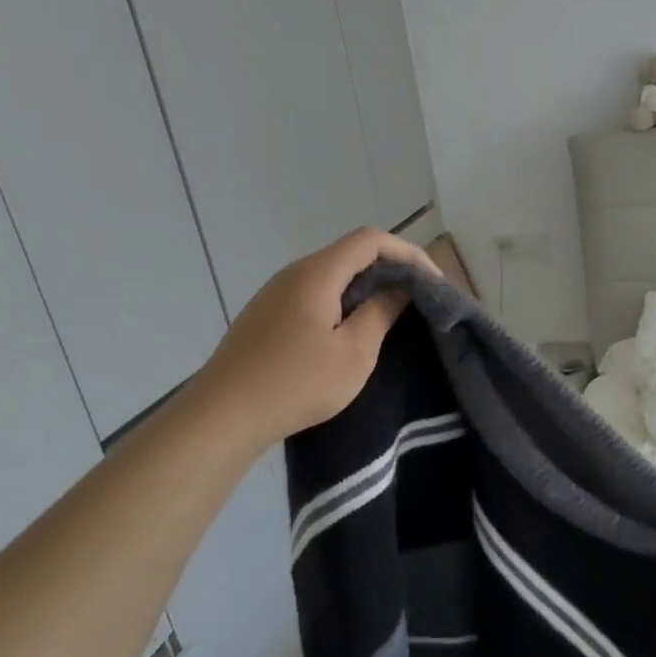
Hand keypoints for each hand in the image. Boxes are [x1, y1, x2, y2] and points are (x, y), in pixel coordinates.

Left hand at [191, 227, 441, 448]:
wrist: (223, 416)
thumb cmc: (296, 383)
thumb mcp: (354, 352)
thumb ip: (380, 312)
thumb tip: (399, 288)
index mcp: (317, 274)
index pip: (371, 240)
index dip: (408, 253)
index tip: (433, 281)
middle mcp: (294, 273)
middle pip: (350, 253)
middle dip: (390, 268)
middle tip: (419, 297)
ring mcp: (275, 293)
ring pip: (332, 274)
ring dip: (366, 286)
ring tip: (392, 312)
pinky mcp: (267, 315)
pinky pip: (314, 293)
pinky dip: (343, 300)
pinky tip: (352, 329)